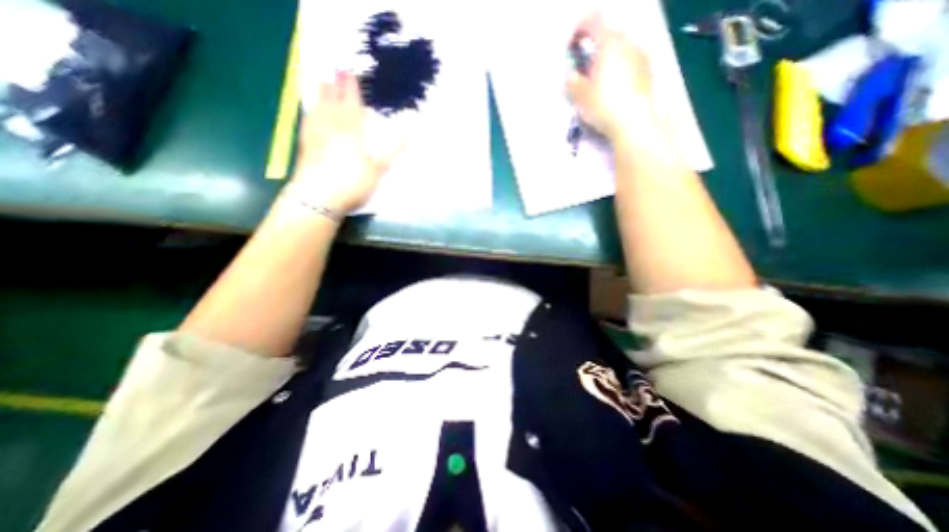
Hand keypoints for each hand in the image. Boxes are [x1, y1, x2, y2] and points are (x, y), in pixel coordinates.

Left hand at [283, 71, 397, 215]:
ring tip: (322, 83)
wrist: (319, 197)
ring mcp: (316, 134)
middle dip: (336, 86)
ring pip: (319, 108)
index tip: (350, 73)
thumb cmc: (352, 183)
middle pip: (333, 102)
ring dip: (321, 95)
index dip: (352, 89)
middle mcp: (332, 127)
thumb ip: (390, 153)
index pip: (352, 105)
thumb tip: (406, 138)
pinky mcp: (304, 144)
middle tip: (335, 71)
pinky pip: (308, 121)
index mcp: (352, 132)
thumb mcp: (377, 170)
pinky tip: (311, 110)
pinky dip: (311, 111)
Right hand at [566, 15, 657, 141]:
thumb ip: (573, 82)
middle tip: (584, 71)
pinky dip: (619, 67)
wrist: (634, 122)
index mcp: (608, 44)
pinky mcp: (648, 69)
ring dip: (607, 59)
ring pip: (620, 48)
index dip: (578, 30)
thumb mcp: (581, 97)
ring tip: (599, 82)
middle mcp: (627, 42)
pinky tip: (614, 88)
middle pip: (607, 35)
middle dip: (594, 49)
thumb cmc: (604, 106)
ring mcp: (640, 54)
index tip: (571, 48)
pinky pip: (629, 60)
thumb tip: (571, 75)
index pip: (592, 21)